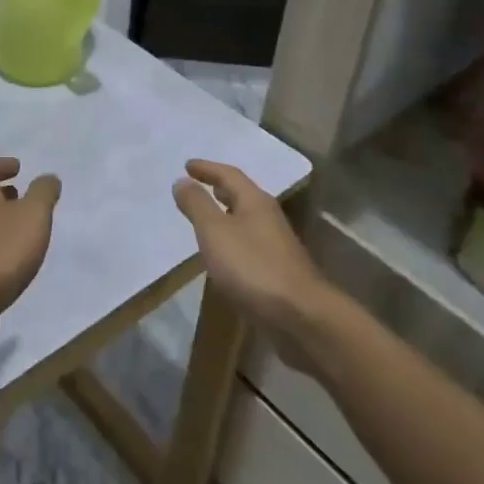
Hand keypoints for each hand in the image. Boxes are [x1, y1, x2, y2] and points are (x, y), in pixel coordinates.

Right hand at [173, 161, 326, 364]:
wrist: (301, 317)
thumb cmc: (253, 267)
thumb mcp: (215, 231)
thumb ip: (197, 205)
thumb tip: (182, 181)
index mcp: (255, 202)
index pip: (229, 175)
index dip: (207, 168)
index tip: (187, 165)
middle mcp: (269, 218)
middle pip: (242, 195)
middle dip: (219, 188)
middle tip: (199, 185)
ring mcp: (276, 245)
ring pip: (246, 220)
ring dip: (226, 214)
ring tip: (207, 218)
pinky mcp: (278, 271)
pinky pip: (249, 244)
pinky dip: (232, 239)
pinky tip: (223, 255)